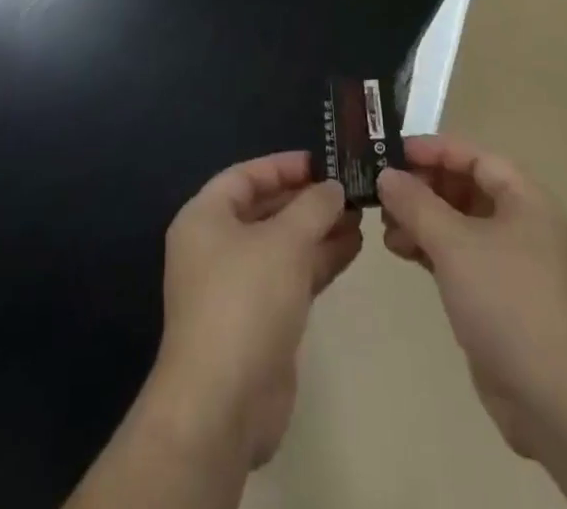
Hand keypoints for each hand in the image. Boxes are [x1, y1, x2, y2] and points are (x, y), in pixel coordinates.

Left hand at [150, 152, 360, 469]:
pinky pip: (291, 276)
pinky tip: (353, 247)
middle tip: (351, 188)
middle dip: (307, 199)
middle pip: (266, 209)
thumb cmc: (246, 300)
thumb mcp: (284, 241)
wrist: (223, 404)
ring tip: (361, 215)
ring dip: (319, 229)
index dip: (284, 166)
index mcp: (205, 218)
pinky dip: (319, 261)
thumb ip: (313, 207)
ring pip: (283, 244)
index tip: (324, 162)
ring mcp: (237, 286)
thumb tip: (333, 187)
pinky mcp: (259, 320)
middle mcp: (216, 247)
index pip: (246, 175)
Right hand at [377, 136, 566, 460]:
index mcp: (523, 198)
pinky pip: (457, 256)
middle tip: (381, 192)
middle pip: (464, 186)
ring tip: (385, 228)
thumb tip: (386, 175)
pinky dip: (429, 249)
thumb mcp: (455, 244)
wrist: (557, 400)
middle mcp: (519, 222)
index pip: (472, 156)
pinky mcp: (496, 296)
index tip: (390, 152)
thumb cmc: (508, 301)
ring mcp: (509, 261)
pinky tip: (400, 251)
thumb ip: (416, 204)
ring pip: (457, 223)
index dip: (432, 150)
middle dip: (422, 187)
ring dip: (421, 219)